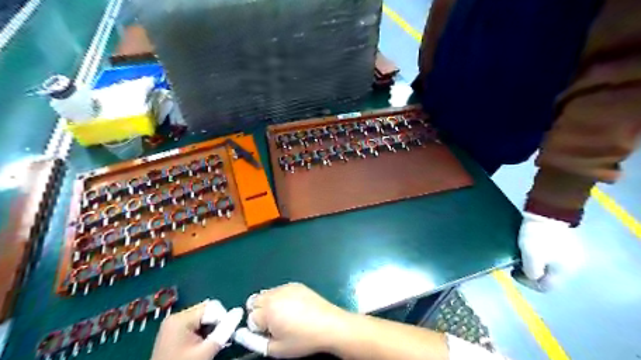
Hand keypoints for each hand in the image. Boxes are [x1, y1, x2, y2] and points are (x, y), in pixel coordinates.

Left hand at [152, 300, 244, 359]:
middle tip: (218, 340)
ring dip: (210, 328)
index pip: (212, 307)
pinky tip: (202, 344)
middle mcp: (176, 316)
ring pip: (202, 317)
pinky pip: (194, 323)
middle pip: (206, 310)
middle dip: (216, 323)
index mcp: (181, 318)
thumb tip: (239, 311)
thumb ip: (224, 330)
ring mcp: (172, 323)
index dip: (222, 319)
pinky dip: (202, 331)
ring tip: (209, 344)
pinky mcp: (172, 331)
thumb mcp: (206, 350)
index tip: (226, 335)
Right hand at [233, 284, 349, 357]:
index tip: (269, 333)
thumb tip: (241, 334)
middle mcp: (274, 295)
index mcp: (268, 311)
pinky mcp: (295, 284)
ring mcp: (285, 287)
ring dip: (268, 303)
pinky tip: (293, 307)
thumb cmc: (303, 339)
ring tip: (283, 314)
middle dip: (259, 312)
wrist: (329, 324)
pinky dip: (280, 297)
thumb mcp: (277, 349)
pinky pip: (279, 289)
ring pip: (265, 293)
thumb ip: (255, 342)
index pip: (250, 317)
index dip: (258, 328)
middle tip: (273, 323)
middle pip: (254, 301)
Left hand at [518, 213, 584, 290]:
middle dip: (531, 272)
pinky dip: (539, 254)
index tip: (513, 272)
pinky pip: (550, 253)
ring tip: (521, 256)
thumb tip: (532, 277)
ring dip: (534, 263)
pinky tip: (530, 247)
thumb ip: (532, 272)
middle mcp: (573, 265)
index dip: (527, 283)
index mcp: (565, 271)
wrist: (546, 212)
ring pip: (548, 264)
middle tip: (516, 265)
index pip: (545, 287)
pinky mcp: (564, 241)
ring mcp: (570, 252)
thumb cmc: (538, 237)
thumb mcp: (531, 257)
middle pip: (548, 276)